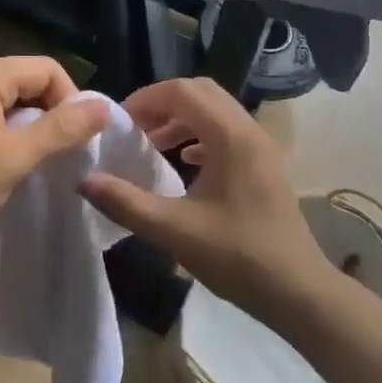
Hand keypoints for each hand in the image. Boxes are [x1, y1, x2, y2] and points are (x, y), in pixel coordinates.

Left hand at [0, 56, 110, 250]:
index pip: (46, 69)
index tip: (73, 142)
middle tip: (51, 156)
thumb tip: (104, 107)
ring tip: (24, 162)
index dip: (70, 101)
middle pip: (22, 80)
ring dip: (20, 125)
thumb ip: (60, 130)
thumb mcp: (12, 159)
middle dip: (45, 114)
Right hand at [79, 78, 333, 327]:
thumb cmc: (237, 257)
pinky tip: (184, 162)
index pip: (182, 91)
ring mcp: (262, 148)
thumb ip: (126, 203)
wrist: (297, 291)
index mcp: (231, 137)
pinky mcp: (265, 166)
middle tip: (133, 129)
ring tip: (152, 144)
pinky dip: (200, 136)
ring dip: (181, 119)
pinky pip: (228, 133)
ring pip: (216, 111)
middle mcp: (250, 131)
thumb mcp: (174, 230)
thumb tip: (84, 181)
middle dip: (162, 104)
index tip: (119, 124)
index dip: (145, 99)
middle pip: (201, 93)